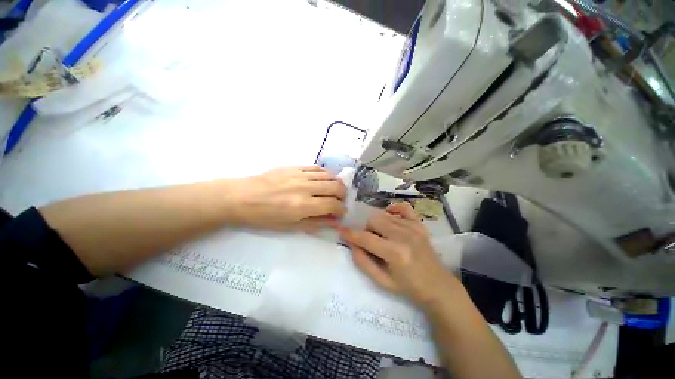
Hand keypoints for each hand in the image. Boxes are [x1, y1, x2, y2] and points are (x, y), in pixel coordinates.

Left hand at [230, 166, 346, 230]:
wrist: (242, 197)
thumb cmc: (264, 217)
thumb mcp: (290, 226)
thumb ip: (315, 223)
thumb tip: (334, 221)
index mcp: (303, 206)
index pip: (333, 205)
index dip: (341, 209)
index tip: (340, 212)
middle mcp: (305, 188)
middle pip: (336, 187)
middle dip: (343, 195)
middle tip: (339, 201)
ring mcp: (300, 175)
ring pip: (329, 176)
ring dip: (337, 184)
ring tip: (334, 190)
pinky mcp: (294, 166)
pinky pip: (317, 168)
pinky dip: (325, 174)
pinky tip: (323, 180)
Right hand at [340, 202, 459, 306]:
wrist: (438, 286)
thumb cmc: (408, 287)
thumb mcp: (382, 282)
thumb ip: (363, 262)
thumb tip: (352, 244)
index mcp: (395, 253)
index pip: (366, 238)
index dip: (350, 234)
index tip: (341, 230)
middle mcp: (404, 236)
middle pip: (374, 220)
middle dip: (367, 230)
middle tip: (372, 242)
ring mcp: (413, 227)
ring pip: (384, 214)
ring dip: (377, 224)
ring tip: (382, 236)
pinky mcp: (420, 224)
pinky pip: (403, 207)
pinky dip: (394, 209)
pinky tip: (391, 218)